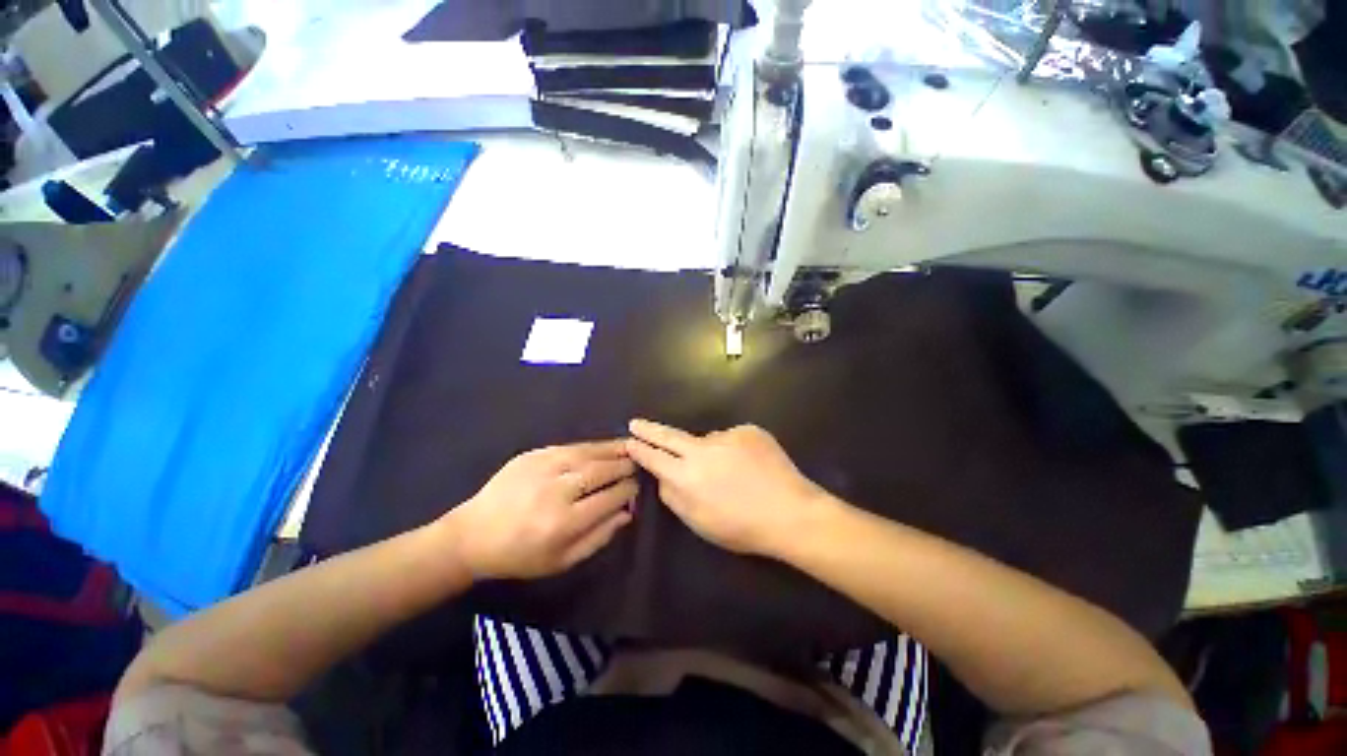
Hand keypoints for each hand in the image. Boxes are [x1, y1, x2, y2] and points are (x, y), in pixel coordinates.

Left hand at [442, 440, 637, 579]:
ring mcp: (543, 468)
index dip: (628, 491)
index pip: (609, 498)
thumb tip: (627, 513)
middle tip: (638, 463)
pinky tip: (602, 447)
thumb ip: (599, 537)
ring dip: (612, 450)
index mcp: (563, 522)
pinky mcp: (532, 455)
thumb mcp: (562, 561)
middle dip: (624, 466)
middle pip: (601, 472)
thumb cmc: (520, 555)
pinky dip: (591, 447)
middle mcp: (556, 491)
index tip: (637, 488)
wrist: (473, 535)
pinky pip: (570, 447)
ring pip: (588, 454)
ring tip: (629, 448)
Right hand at [625, 419, 826, 555]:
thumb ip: (674, 497)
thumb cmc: (742, 526)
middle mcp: (702, 450)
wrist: (791, 512)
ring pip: (707, 441)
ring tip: (731, 473)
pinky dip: (734, 450)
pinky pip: (732, 438)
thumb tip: (662, 477)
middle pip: (669, 435)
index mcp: (687, 476)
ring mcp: (727, 436)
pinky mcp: (748, 430)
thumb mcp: (699, 522)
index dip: (640, 448)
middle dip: (650, 429)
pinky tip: (750, 466)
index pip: (654, 457)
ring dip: (710, 452)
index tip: (629, 440)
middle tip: (636, 423)